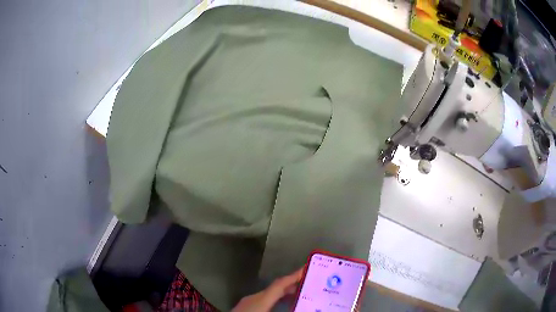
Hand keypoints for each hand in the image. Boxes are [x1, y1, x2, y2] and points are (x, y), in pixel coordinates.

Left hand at [232, 268, 303, 311]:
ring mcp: (247, 302)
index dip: (294, 276)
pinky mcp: (245, 307)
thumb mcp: (267, 311)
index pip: (279, 285)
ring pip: (269, 294)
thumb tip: (301, 307)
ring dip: (284, 293)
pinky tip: (281, 305)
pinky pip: (264, 299)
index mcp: (260, 300)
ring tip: (300, 295)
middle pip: (275, 288)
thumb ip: (285, 308)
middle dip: (292, 285)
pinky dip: (275, 299)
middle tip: (310, 284)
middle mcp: (254, 298)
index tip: (307, 269)